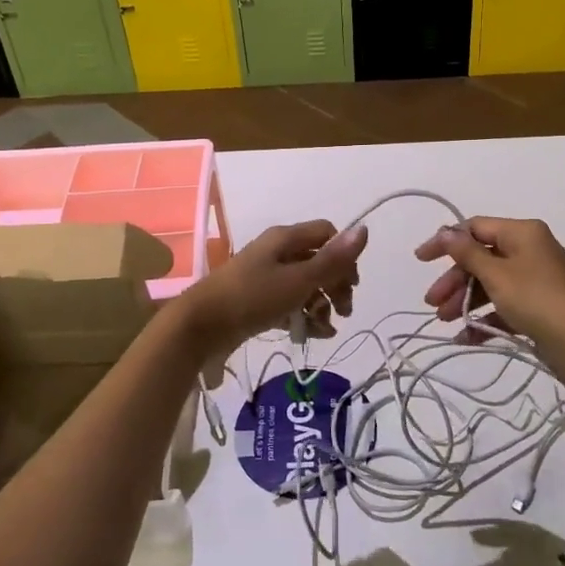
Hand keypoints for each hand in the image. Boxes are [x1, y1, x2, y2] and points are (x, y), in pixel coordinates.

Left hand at [175, 219, 367, 353]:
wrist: (200, 326)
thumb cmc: (252, 297)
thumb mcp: (298, 280)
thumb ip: (332, 260)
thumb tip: (364, 230)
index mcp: (285, 238)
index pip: (327, 234)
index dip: (343, 256)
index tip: (351, 284)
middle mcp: (276, 252)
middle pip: (318, 260)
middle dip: (335, 285)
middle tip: (344, 312)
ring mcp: (265, 276)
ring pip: (305, 284)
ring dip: (321, 304)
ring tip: (325, 329)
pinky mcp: (257, 300)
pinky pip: (288, 302)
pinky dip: (302, 315)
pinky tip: (310, 335)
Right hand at [415, 216, 564, 353]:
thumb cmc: (537, 298)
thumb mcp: (496, 274)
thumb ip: (467, 253)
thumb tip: (445, 231)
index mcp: (522, 232)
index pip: (475, 228)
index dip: (446, 242)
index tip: (421, 260)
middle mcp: (529, 249)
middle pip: (481, 258)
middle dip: (455, 281)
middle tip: (432, 303)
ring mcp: (535, 278)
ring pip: (490, 283)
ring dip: (466, 300)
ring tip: (445, 321)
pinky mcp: (539, 305)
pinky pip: (504, 304)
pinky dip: (486, 317)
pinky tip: (466, 337)